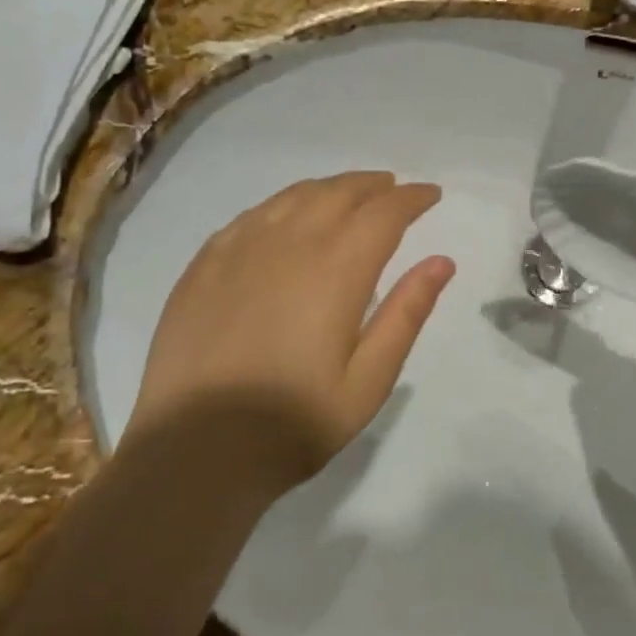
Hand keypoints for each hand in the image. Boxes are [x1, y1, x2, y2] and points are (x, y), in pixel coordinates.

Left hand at [131, 173, 454, 493]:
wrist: (193, 450)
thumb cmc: (293, 422)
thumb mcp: (368, 381)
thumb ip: (406, 314)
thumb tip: (442, 262)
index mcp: (337, 269)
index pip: (384, 213)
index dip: (412, 198)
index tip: (431, 194)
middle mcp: (290, 243)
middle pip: (339, 193)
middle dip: (374, 185)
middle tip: (394, 188)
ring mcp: (240, 249)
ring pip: (294, 196)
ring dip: (330, 188)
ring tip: (348, 195)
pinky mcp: (205, 264)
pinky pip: (252, 215)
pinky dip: (283, 205)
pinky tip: (286, 218)